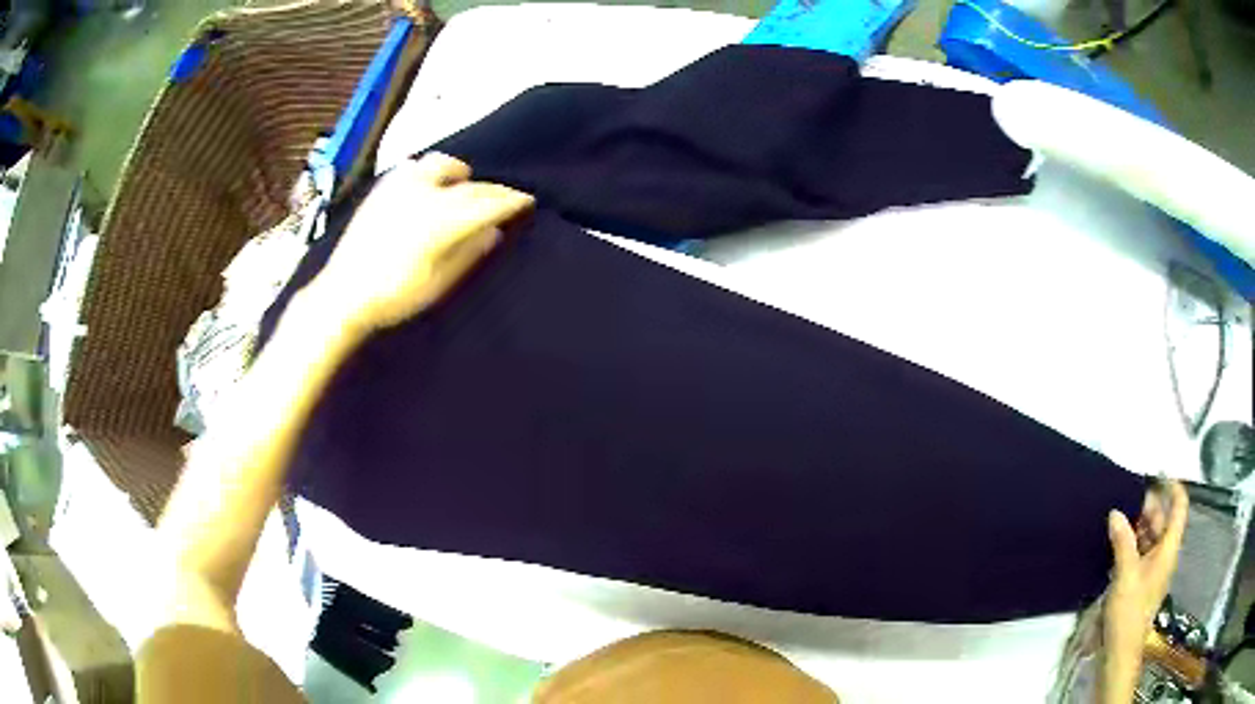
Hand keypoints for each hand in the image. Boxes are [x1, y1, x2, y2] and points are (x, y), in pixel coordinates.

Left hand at [311, 153, 533, 330]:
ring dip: (460, 174)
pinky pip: (415, 167)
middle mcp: (422, 193)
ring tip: (465, 186)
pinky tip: (430, 187)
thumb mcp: (437, 282)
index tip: (529, 199)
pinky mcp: (382, 188)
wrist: (342, 295)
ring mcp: (400, 186)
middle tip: (505, 197)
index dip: (511, 199)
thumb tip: (493, 230)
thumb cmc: (392, 296)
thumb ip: (468, 252)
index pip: (486, 202)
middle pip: (468, 183)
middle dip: (491, 189)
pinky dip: (431, 173)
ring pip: (440, 164)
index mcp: (440, 219)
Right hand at [1102, 481, 1188, 702]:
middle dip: (1148, 508)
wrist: (1119, 653)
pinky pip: (1139, 554)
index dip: (1172, 487)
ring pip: (1149, 538)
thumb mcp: (1125, 576)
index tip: (1157, 474)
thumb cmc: (1129, 613)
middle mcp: (1164, 555)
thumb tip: (1116, 512)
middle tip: (1125, 500)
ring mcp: (1152, 570)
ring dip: (1136, 527)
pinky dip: (1130, 545)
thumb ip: (1122, 542)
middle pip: (1162, 521)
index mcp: (1168, 549)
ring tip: (1116, 521)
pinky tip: (1114, 545)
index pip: (1179, 507)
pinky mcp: (1140, 583)